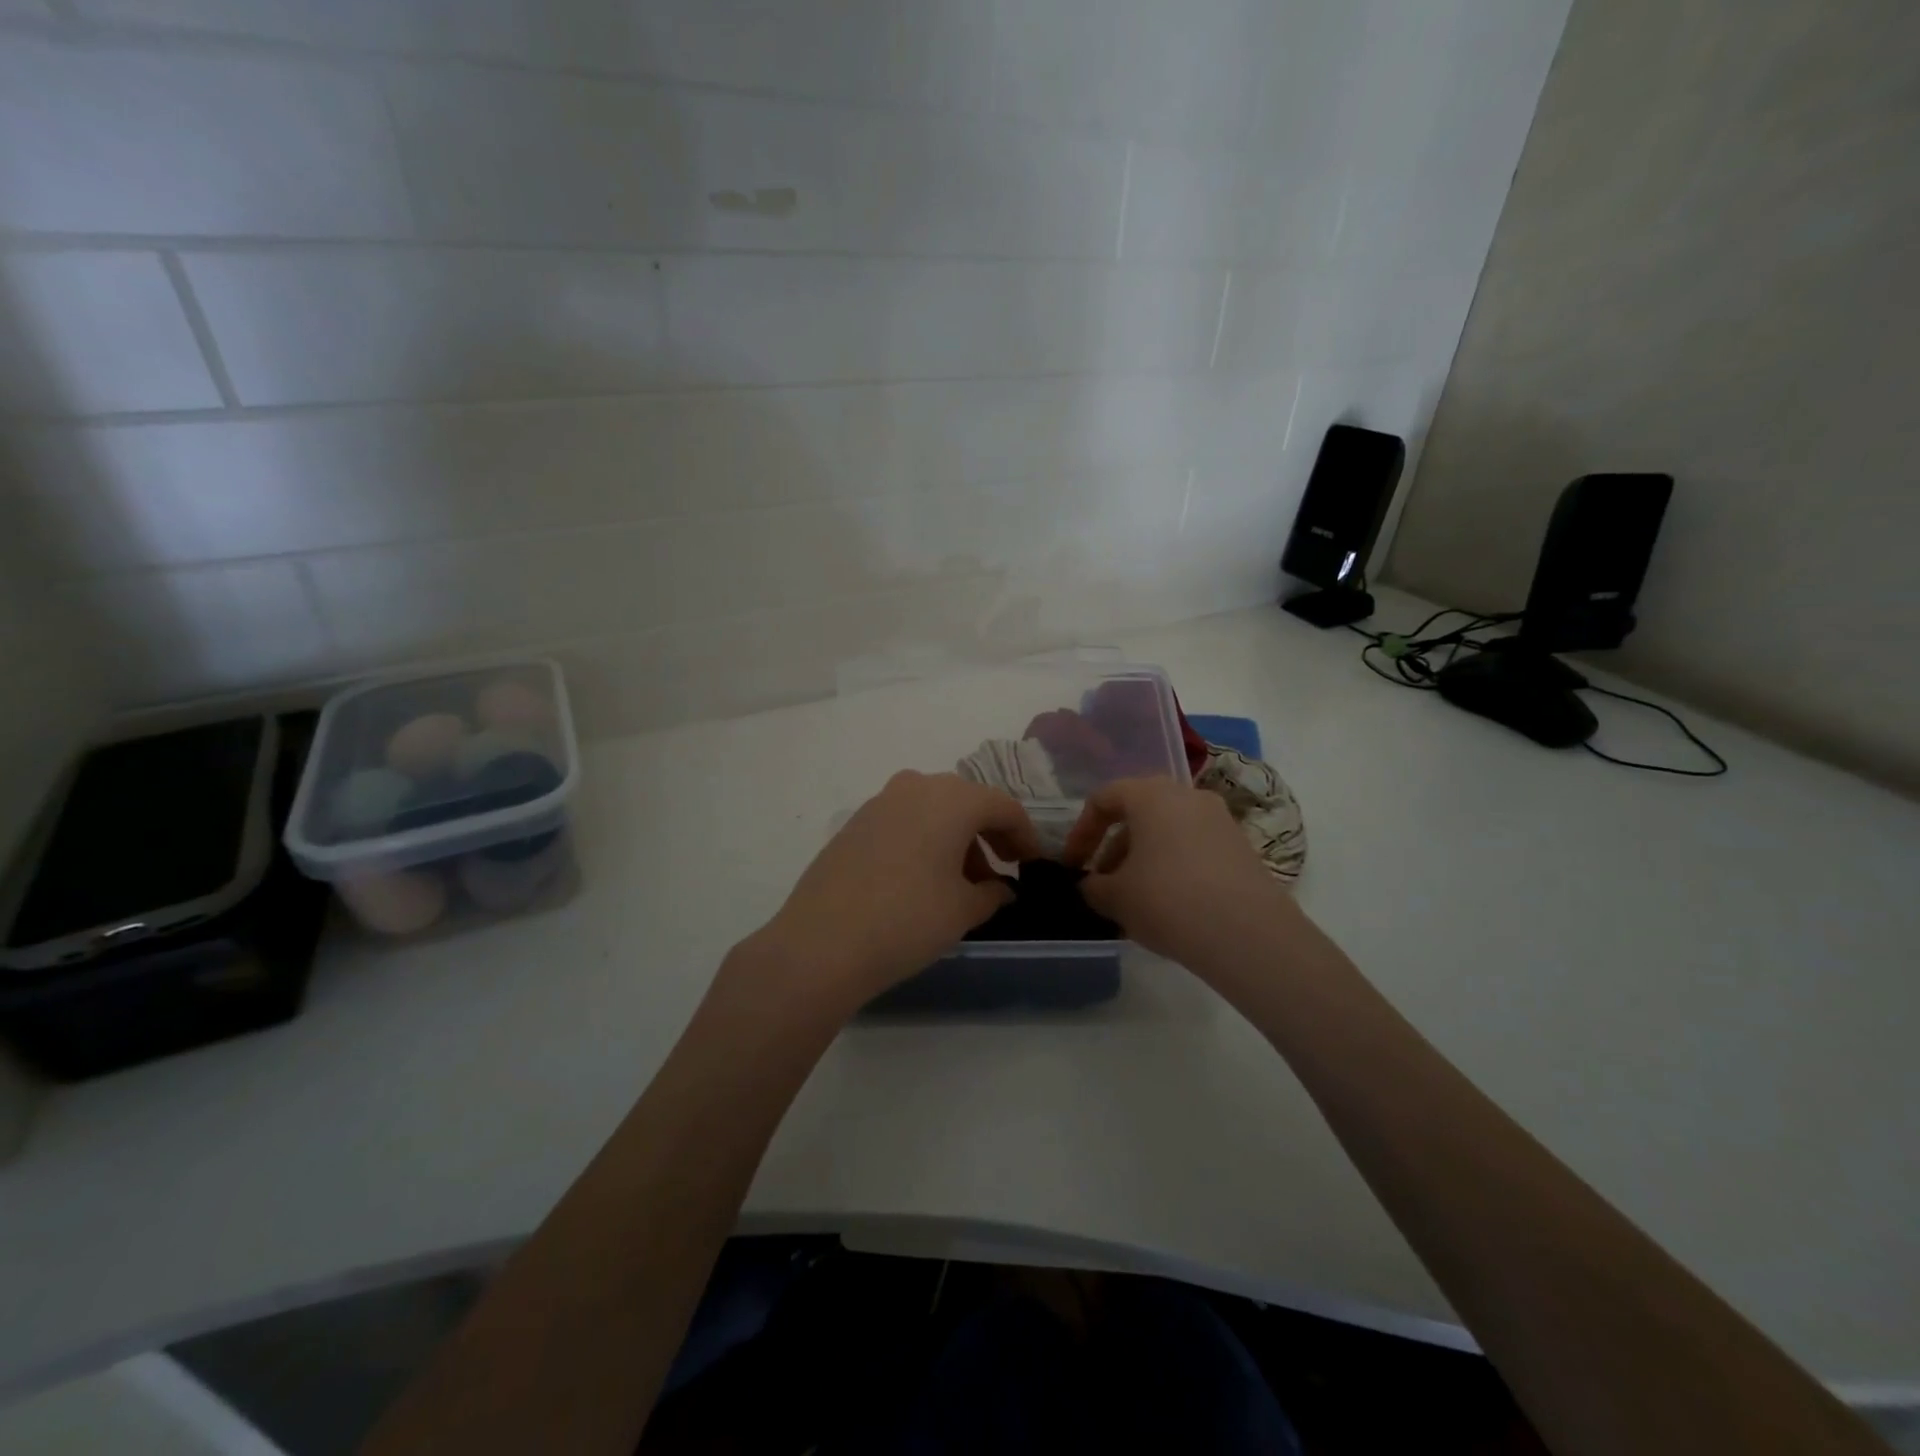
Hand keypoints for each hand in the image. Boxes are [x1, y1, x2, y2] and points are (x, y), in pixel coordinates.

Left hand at [737, 771, 1041, 1017]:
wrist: (821, 943)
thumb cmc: (907, 920)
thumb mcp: (963, 910)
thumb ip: (992, 893)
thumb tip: (1000, 888)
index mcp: (952, 798)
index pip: (1003, 807)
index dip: (1024, 836)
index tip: (1032, 865)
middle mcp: (916, 787)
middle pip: (967, 802)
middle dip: (988, 834)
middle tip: (1000, 871)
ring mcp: (879, 802)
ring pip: (932, 810)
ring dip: (955, 839)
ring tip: (961, 883)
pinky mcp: (854, 823)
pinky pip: (903, 821)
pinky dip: (923, 841)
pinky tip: (921, 879)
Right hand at [1061, 776, 1294, 970]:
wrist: (1249, 936)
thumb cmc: (1167, 901)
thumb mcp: (1114, 897)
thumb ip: (1092, 886)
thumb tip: (1091, 884)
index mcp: (1151, 795)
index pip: (1104, 798)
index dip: (1081, 832)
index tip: (1073, 865)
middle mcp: (1187, 796)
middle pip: (1138, 813)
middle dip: (1114, 848)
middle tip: (1103, 883)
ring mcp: (1220, 820)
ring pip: (1168, 832)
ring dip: (1143, 859)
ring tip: (1133, 900)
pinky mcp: (1241, 848)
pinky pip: (1193, 849)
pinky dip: (1173, 868)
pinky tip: (1168, 906)